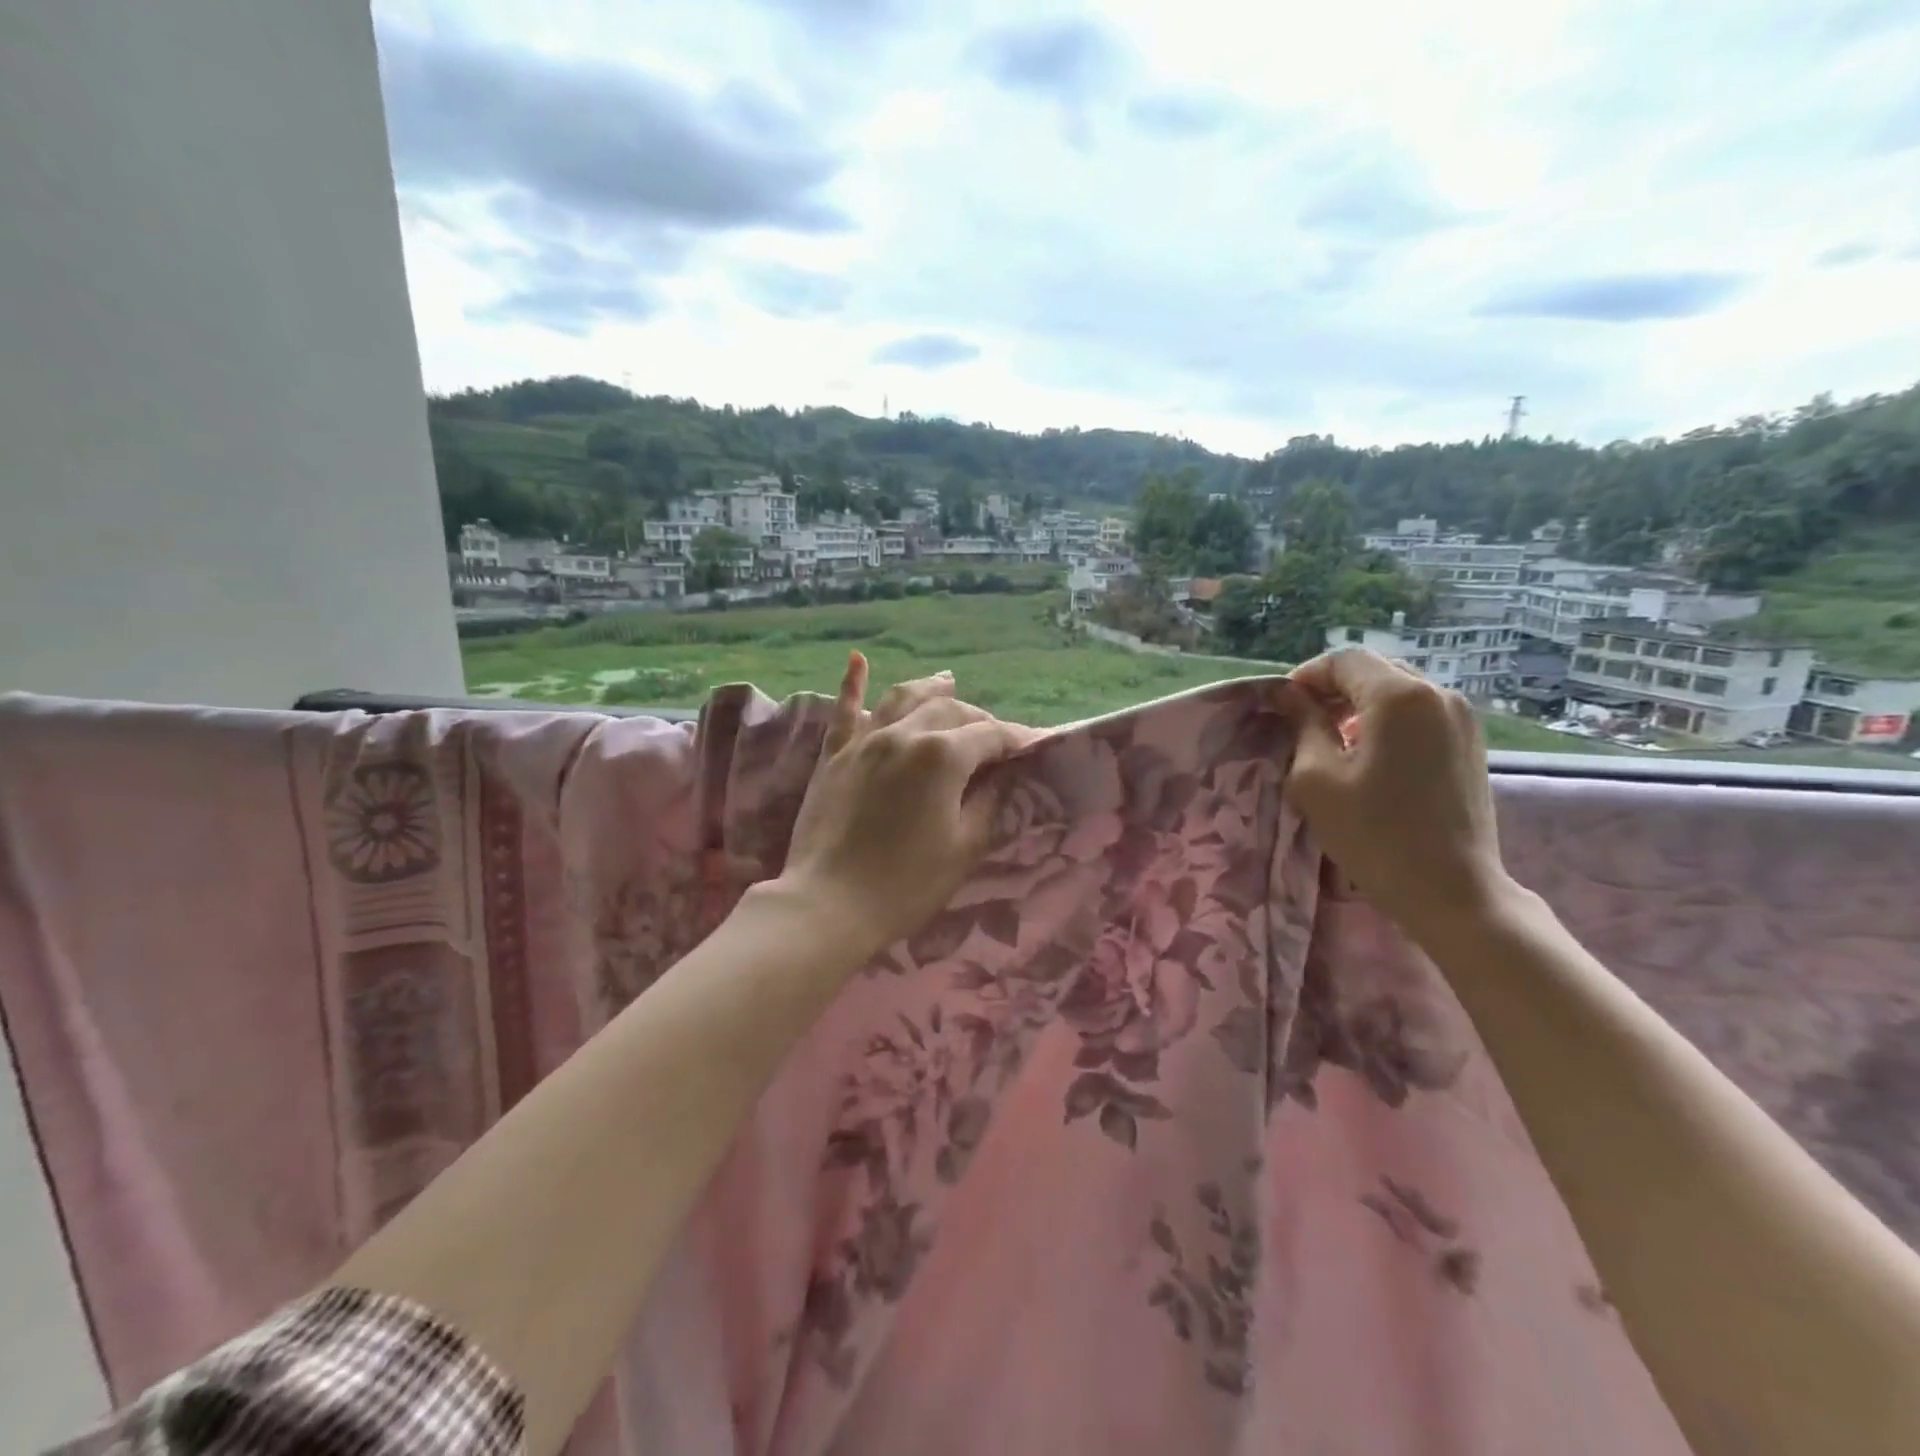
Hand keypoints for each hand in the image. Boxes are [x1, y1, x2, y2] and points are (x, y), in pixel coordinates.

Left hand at [779, 654, 1035, 959]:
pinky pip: (844, 710)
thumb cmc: (907, 883)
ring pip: (903, 698)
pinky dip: (853, 683)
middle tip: (995, 739)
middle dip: (979, 719)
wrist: (829, 904)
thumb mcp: (964, 847)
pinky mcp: (834, 755)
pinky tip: (857, 660)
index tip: (1037, 745)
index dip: (1018, 739)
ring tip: (948, 681)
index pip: (991, 735)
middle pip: (951, 711)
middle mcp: (904, 734)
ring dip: (929, 689)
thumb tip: (1005, 774)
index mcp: (942, 755)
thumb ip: (989, 802)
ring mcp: (865, 741)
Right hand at [1280, 648, 1516, 945]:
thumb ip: (1302, 725)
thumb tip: (1287, 695)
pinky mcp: (1471, 744)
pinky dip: (1387, 722)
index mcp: (1399, 696)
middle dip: (1333, 689)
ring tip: (1334, 742)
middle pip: (1374, 670)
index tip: (1282, 708)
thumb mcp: (1317, 778)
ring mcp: (1462, 719)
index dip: (1306, 677)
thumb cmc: (1374, 835)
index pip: (1344, 660)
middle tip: (1303, 724)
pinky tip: (1370, 757)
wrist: (1452, 891)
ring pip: (1398, 691)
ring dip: (1360, 706)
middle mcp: (1438, 695)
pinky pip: (1420, 713)